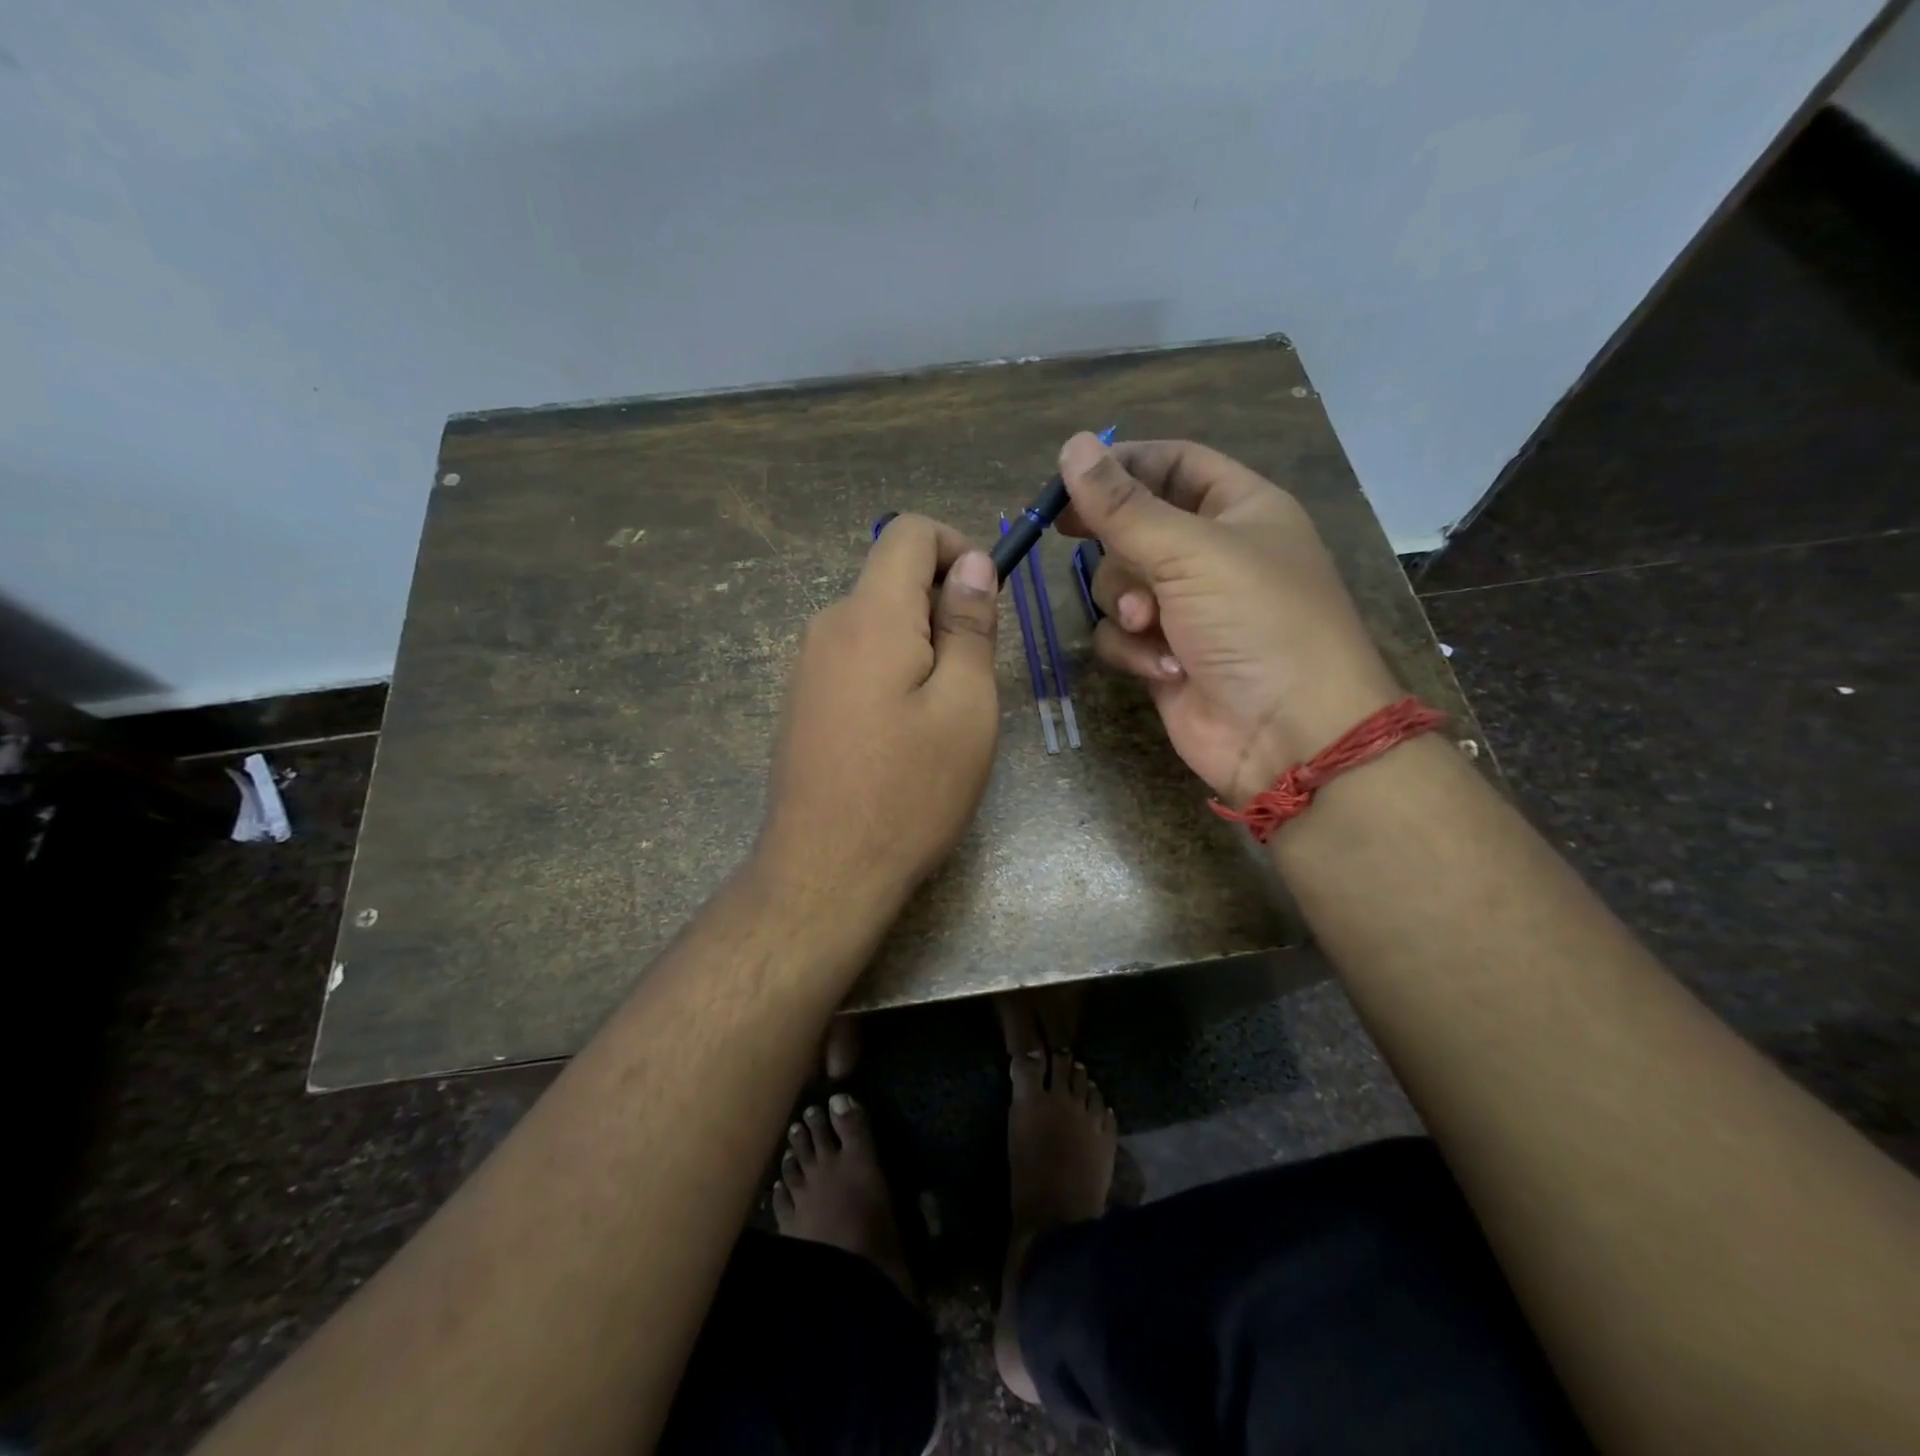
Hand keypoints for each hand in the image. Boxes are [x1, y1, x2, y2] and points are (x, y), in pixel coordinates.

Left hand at [758, 514, 1000, 915]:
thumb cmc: (910, 791)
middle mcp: (827, 626)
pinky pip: (854, 658)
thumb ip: (969, 625)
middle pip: (890, 578)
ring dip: (918, 643)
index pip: (908, 533)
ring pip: (874, 621)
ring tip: (941, 714)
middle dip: (941, 605)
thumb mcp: (966, 706)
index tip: (986, 600)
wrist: (825, 871)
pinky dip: (889, 670)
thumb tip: (972, 563)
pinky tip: (901, 734)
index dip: (957, 546)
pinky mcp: (801, 701)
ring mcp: (805, 666)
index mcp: (870, 616)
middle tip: (974, 675)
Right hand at [1056, 433, 1398, 804]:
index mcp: (1239, 509)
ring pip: (1118, 584)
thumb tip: (1071, 446)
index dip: (1122, 465)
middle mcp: (1211, 554)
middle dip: (1116, 545)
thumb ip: (1123, 505)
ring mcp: (1187, 609)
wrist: (1289, 733)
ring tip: (1150, 624)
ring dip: (1125, 603)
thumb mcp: (1190, 551)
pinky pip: (1122, 635)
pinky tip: (1165, 667)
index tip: (1068, 479)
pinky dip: (1133, 649)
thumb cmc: (1257, 622)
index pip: (1172, 463)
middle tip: (1070, 535)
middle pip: (1134, 526)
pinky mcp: (1165, 654)